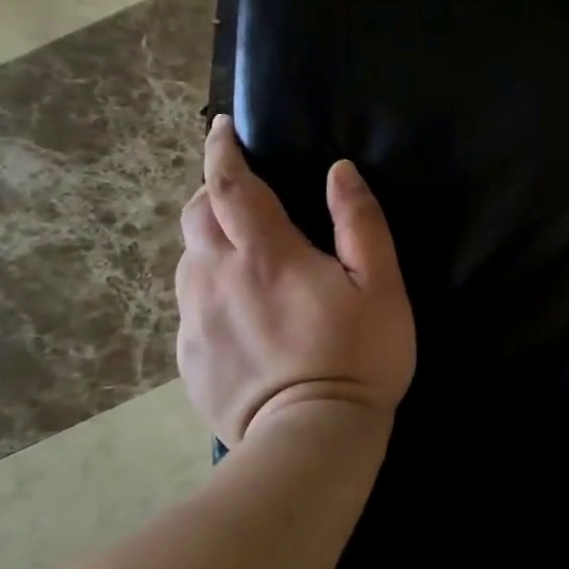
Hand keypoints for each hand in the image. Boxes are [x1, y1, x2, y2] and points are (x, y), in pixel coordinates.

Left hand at [176, 116, 415, 445]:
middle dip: (212, 190)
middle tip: (240, 190)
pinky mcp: (189, 357)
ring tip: (242, 251)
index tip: (220, 128)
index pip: (230, 184)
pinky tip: (239, 310)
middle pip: (196, 215)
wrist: (311, 440)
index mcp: (266, 254)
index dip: (222, 150)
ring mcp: (196, 320)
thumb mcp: (381, 285)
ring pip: (187, 259)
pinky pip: (190, 304)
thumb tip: (339, 171)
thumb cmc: (358, 356)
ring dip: (209, 239)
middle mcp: (217, 278)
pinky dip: (208, 287)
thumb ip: (360, 222)